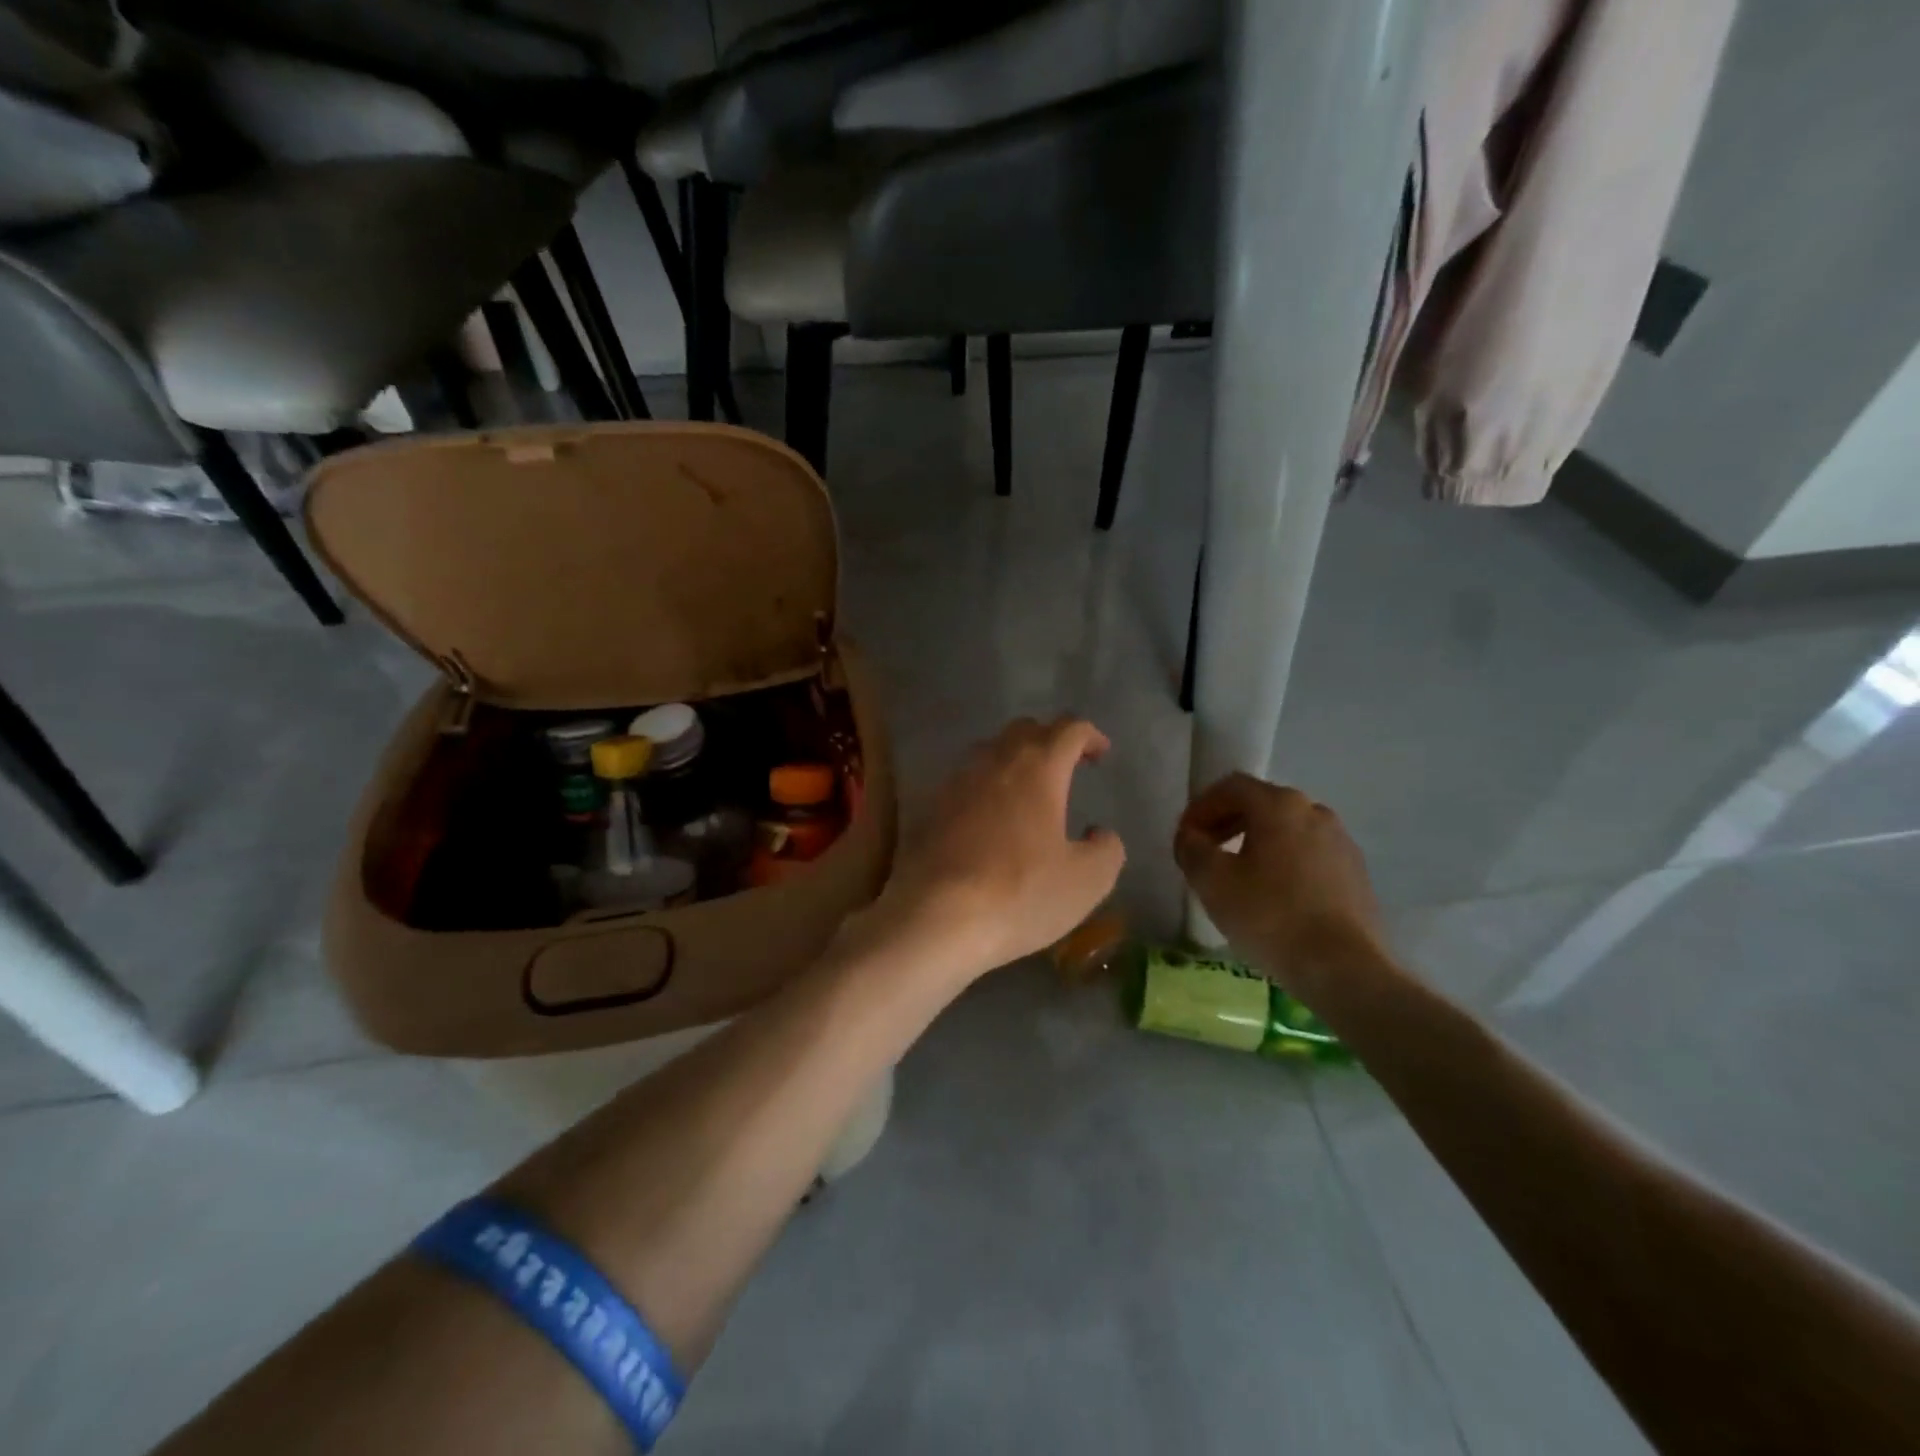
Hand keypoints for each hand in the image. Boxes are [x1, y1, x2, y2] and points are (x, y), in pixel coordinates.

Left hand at [876, 717, 1125, 980]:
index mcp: (1038, 768)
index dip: (1090, 736)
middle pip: (1024, 730)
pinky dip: (984, 789)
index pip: (1068, 729)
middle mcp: (994, 762)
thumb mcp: (1087, 881)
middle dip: (1049, 740)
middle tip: (1065, 767)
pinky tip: (989, 821)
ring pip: (989, 752)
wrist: (935, 917)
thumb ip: (1107, 850)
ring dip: (1013, 761)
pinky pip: (963, 783)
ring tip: (1027, 792)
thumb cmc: (1020, 893)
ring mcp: (956, 782)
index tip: (1100, 754)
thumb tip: (1100, 834)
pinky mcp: (929, 808)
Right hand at [1173, 773, 1389, 996]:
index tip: (1185, 837)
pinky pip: (1309, 854)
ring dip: (1256, 843)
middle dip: (1227, 823)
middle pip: (1261, 804)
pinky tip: (1273, 896)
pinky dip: (1283, 862)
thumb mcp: (1211, 881)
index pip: (1230, 787)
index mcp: (1279, 805)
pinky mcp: (1356, 872)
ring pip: (1287, 830)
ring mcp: (1341, 841)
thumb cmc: (1270, 916)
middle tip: (1205, 853)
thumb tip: (1191, 837)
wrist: (1344, 968)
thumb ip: (1192, 848)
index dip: (1200, 807)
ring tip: (1237, 876)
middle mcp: (1314, 811)